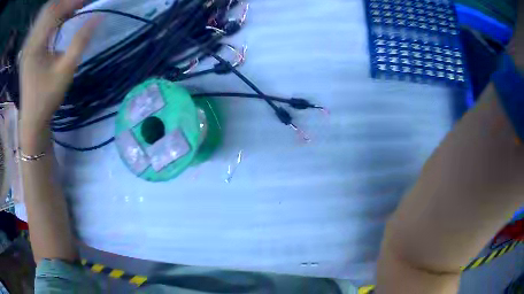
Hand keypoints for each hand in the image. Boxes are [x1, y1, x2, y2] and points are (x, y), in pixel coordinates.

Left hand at [20, 0, 99, 127]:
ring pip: (45, 15)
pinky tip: (62, 19)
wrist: (32, 120)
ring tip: (75, 9)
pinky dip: (54, 17)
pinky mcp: (29, 49)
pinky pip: (42, 24)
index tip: (89, 0)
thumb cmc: (47, 98)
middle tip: (82, 4)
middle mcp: (30, 42)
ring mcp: (28, 45)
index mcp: (35, 46)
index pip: (55, 12)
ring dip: (60, 8)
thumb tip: (99, 17)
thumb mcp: (65, 71)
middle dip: (66, 3)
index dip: (73, 2)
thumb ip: (80, 41)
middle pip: (49, 9)